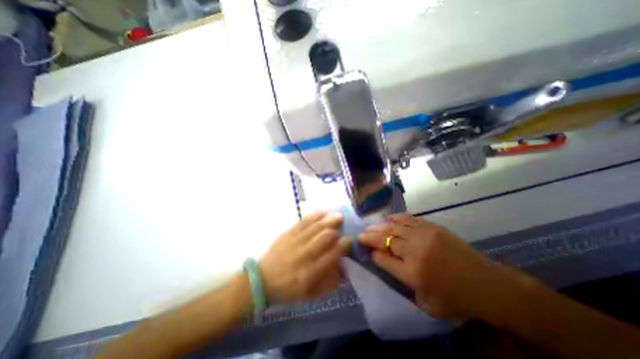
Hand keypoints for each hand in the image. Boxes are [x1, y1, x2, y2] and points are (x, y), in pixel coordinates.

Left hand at [260, 212, 348, 303]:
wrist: (262, 281)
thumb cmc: (288, 290)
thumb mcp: (311, 295)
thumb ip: (329, 282)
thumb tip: (343, 266)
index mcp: (310, 273)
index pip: (332, 255)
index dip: (343, 246)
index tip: (349, 239)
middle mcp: (303, 255)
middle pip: (324, 238)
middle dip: (336, 230)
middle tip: (342, 226)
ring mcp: (294, 242)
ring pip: (315, 227)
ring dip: (328, 220)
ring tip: (338, 216)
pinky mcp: (287, 234)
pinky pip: (302, 222)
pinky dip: (314, 216)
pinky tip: (323, 212)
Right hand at [359, 214, 498, 319]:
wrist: (487, 285)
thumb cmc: (454, 298)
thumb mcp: (424, 301)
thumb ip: (399, 279)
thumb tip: (380, 258)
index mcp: (412, 273)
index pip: (382, 258)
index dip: (371, 252)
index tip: (364, 249)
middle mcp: (415, 251)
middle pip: (385, 239)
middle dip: (369, 236)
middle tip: (361, 234)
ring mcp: (424, 235)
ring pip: (393, 226)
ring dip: (379, 226)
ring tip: (370, 226)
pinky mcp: (432, 227)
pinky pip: (408, 219)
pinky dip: (395, 218)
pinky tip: (387, 219)